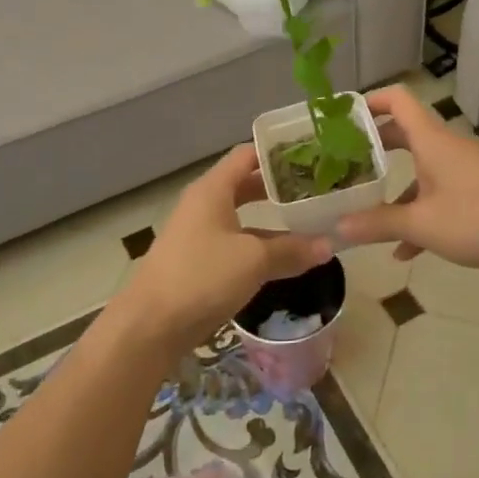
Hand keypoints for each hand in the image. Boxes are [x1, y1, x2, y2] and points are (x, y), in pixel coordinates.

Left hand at [110, 145, 332, 361]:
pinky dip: (259, 244)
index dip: (278, 152)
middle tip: (316, 188)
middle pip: (245, 184)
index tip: (311, 155)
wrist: (150, 326)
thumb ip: (291, 250)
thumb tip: (328, 246)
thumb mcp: (253, 260)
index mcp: (212, 189)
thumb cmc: (201, 276)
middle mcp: (204, 204)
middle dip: (279, 186)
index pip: (247, 155)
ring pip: (242, 216)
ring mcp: (199, 234)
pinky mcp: (198, 261)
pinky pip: (236, 243)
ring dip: (272, 219)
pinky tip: (284, 257)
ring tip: (309, 221)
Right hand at [335, 86, 478, 275]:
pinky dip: (420, 211)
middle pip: (405, 133)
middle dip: (373, 147)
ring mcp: (465, 168)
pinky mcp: (478, 190)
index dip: (368, 101)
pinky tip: (406, 250)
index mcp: (431, 140)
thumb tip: (336, 228)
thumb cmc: (478, 218)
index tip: (341, 116)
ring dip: (395, 186)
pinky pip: (439, 192)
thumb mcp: (421, 225)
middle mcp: (447, 146)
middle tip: (344, 161)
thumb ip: (377, 224)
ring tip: (367, 210)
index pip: (397, 99)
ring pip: (421, 167)